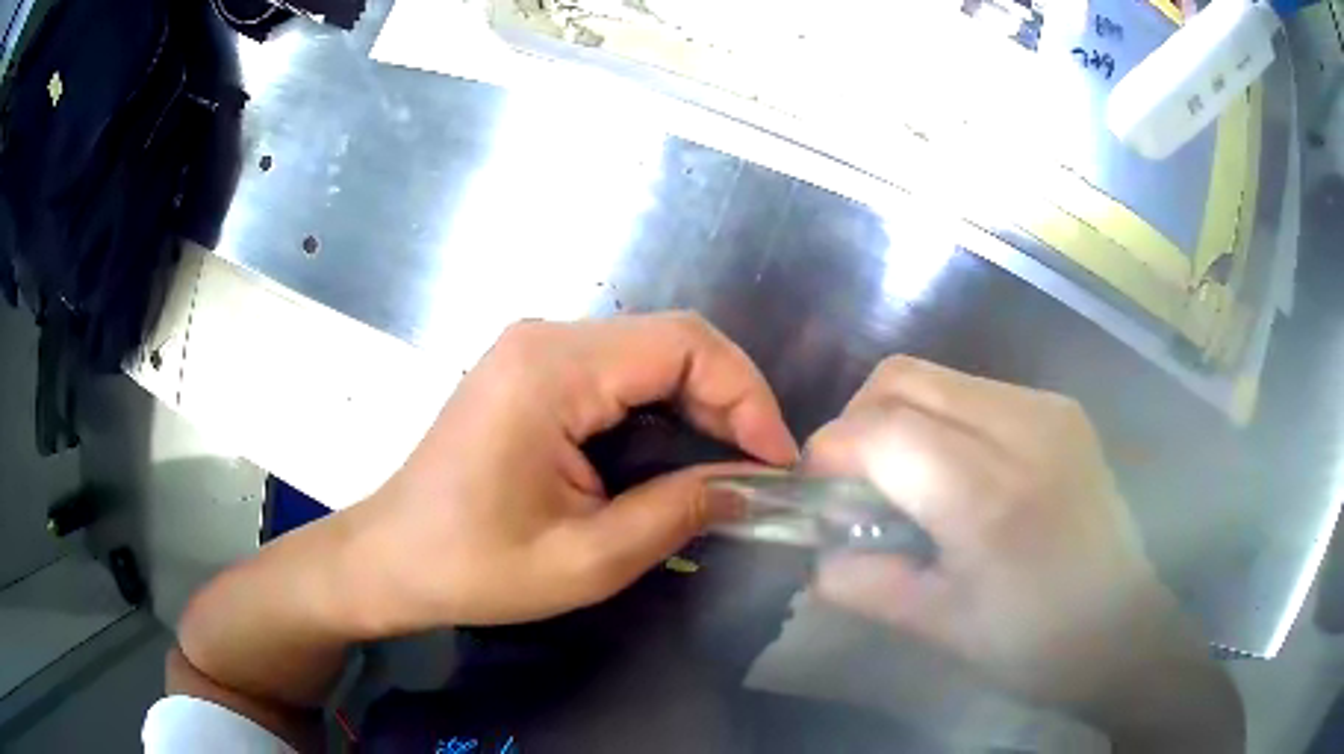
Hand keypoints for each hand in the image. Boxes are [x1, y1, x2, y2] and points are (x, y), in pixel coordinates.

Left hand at [344, 313, 797, 632]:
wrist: (391, 558)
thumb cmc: (475, 566)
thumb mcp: (588, 558)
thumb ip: (678, 513)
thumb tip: (750, 486)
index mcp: (552, 368)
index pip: (684, 344)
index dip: (747, 394)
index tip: (775, 460)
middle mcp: (544, 338)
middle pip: (668, 343)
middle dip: (729, 401)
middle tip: (759, 469)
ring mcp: (533, 350)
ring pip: (647, 356)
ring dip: (698, 405)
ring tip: (728, 467)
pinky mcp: (530, 373)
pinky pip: (616, 374)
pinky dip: (660, 409)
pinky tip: (674, 456)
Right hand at [806, 357, 1240, 745]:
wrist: (1124, 629)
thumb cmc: (1035, 644)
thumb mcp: (939, 627)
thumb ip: (864, 583)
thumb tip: (814, 554)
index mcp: (989, 496)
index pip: (882, 430)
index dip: (830, 452)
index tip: (816, 493)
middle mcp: (1022, 428)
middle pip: (903, 378)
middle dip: (857, 422)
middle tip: (854, 483)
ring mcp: (1047, 410)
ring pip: (936, 377)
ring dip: (899, 419)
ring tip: (905, 480)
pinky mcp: (1061, 409)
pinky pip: (975, 390)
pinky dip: (941, 420)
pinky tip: (954, 472)